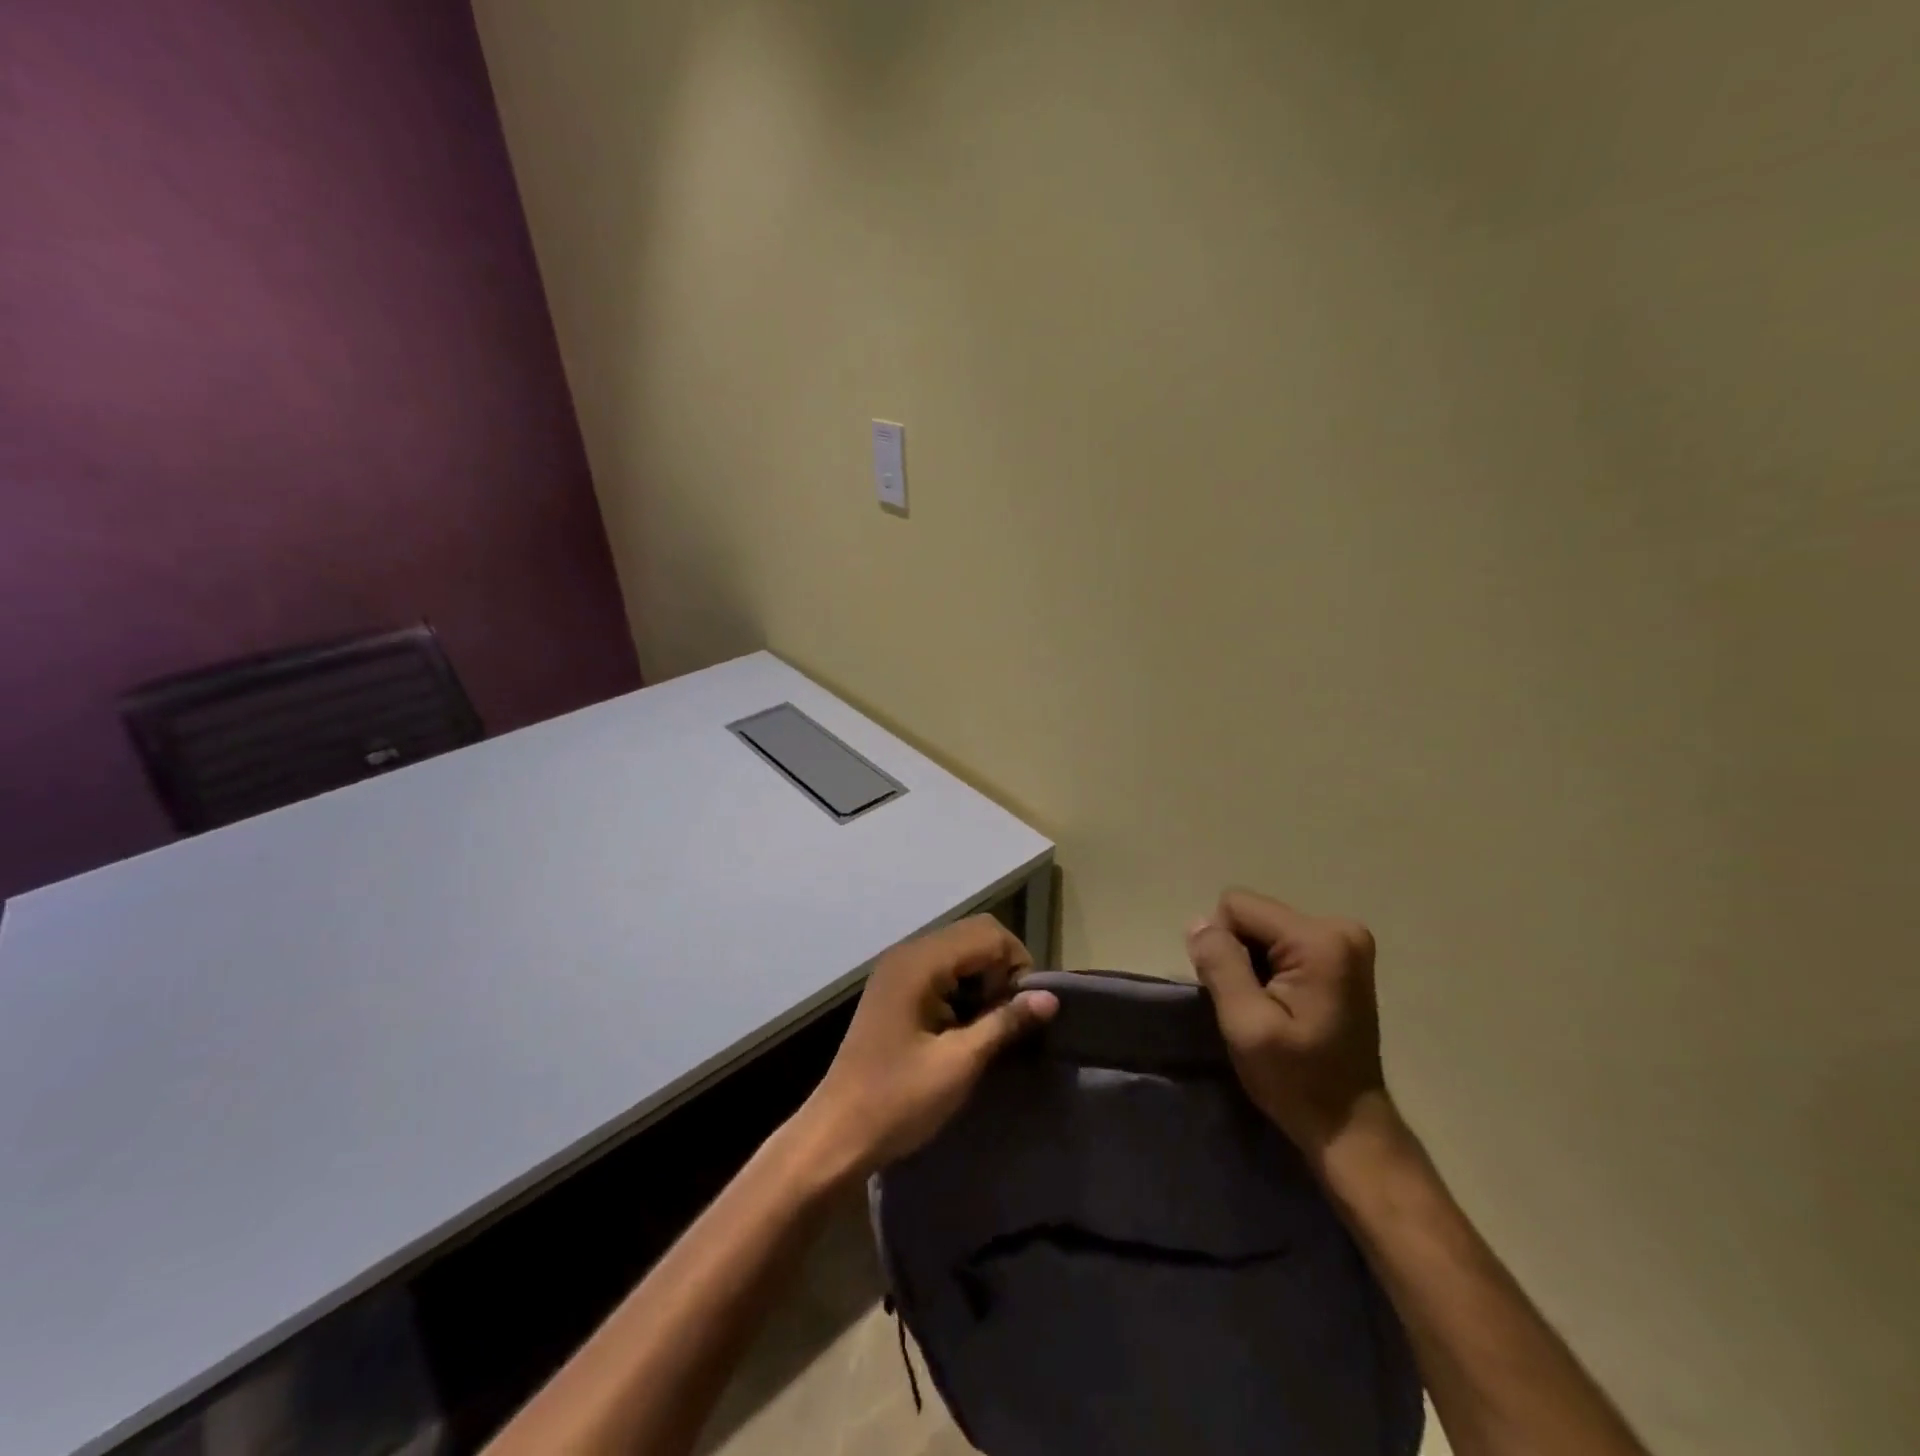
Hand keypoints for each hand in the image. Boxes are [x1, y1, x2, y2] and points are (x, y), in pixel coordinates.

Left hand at [798, 915, 1057, 1179]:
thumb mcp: (959, 1063)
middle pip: (974, 936)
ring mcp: (898, 970)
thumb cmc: (898, 1101)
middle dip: (1002, 970)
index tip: (1023, 1011)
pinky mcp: (896, 990)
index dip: (1016, 965)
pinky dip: (963, 989)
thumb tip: (1050, 998)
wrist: (837, 1135)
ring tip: (990, 1026)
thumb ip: (1005, 1022)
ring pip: (960, 952)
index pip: (987, 934)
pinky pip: (942, 970)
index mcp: (920, 962)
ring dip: (983, 980)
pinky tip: (965, 1028)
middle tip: (1009, 1018)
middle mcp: (908, 953)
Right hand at [1187, 889, 1389, 1163]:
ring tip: (1268, 1008)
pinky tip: (1282, 1005)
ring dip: (1253, 963)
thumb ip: (1220, 965)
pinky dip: (1270, 968)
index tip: (1238, 993)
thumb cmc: (1297, 1080)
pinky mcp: (1342, 956)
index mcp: (1320, 939)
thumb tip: (1198, 923)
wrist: (1349, 1126)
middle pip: (1252, 915)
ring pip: (1263, 928)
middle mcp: (1339, 928)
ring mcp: (1345, 941)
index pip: (1237, 906)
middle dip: (1239, 954)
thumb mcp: (1246, 1024)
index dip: (1222, 946)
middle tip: (1252, 1005)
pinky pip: (1281, 941)